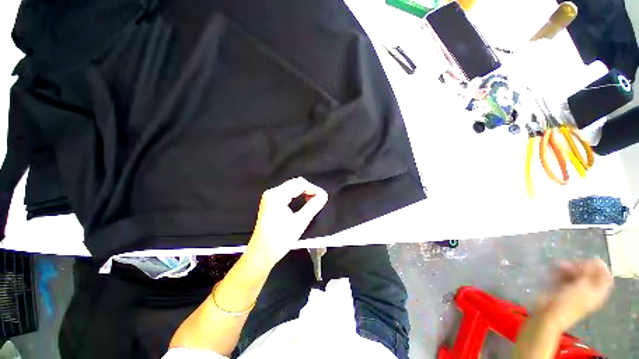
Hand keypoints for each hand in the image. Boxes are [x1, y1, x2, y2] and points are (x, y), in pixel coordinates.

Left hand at [246, 177, 327, 267]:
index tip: (323, 196)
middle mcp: (272, 193)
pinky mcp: (270, 203)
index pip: (299, 183)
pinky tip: (303, 202)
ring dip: (303, 192)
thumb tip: (323, 196)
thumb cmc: (280, 239)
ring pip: (291, 188)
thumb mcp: (300, 222)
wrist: (261, 254)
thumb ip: (313, 206)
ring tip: (313, 201)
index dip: (313, 188)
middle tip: (319, 199)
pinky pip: (287, 193)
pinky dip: (297, 196)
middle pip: (294, 183)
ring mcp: (270, 197)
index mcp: (277, 195)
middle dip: (309, 189)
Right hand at [537, 258, 612, 331]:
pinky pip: (564, 276)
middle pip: (590, 273)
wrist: (548, 314)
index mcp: (597, 293)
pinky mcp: (562, 288)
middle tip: (572, 264)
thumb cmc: (568, 303)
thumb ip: (591, 274)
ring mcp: (574, 290)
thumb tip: (597, 261)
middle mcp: (588, 290)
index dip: (600, 268)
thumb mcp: (582, 287)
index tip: (589, 261)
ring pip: (575, 273)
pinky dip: (560, 271)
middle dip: (581, 266)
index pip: (606, 277)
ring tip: (559, 266)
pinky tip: (554, 270)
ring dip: (568, 268)